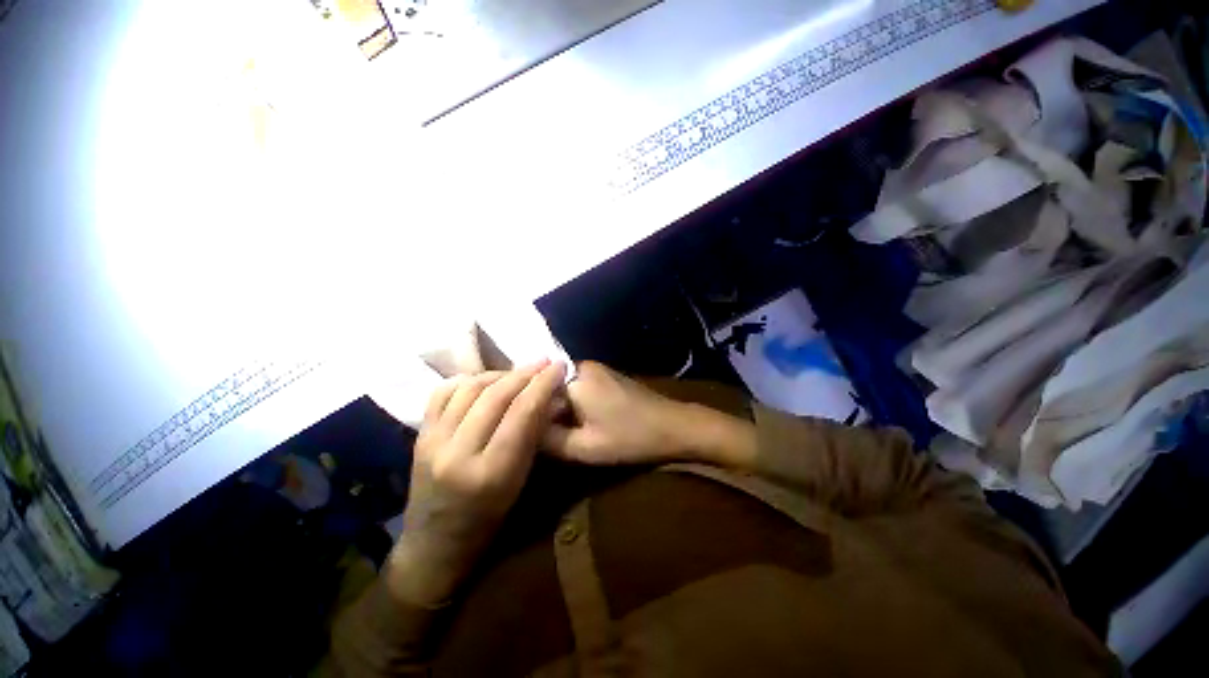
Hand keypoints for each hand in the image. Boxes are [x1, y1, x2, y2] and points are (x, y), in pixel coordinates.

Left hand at [386, 361, 564, 606]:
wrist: (435, 542)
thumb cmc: (489, 518)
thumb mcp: (520, 480)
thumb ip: (533, 436)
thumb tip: (548, 397)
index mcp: (492, 472)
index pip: (521, 412)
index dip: (543, 384)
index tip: (558, 366)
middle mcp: (458, 453)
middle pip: (495, 396)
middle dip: (525, 373)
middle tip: (543, 362)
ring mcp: (433, 441)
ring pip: (470, 388)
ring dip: (499, 373)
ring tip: (517, 372)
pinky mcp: (419, 435)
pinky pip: (443, 393)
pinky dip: (467, 380)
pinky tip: (484, 379)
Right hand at [542, 361, 691, 465]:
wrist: (672, 425)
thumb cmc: (629, 437)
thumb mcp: (585, 448)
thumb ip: (549, 441)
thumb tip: (524, 431)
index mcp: (574, 380)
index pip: (536, 391)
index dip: (531, 413)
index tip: (529, 433)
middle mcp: (581, 366)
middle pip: (550, 387)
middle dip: (546, 410)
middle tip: (546, 435)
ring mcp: (596, 369)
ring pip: (564, 387)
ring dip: (561, 407)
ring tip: (561, 429)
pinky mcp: (606, 375)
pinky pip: (578, 386)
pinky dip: (574, 402)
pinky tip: (581, 420)